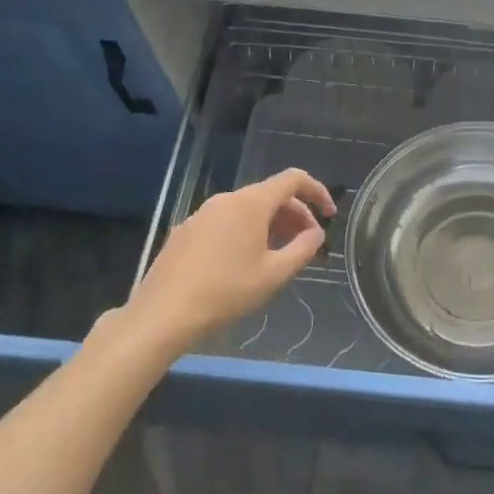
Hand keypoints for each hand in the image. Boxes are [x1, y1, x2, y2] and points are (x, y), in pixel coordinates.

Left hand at [121, 169, 334, 352]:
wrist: (164, 313)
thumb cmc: (226, 291)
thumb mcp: (275, 274)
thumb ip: (303, 248)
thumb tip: (316, 233)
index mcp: (251, 203)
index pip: (293, 179)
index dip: (317, 191)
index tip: (329, 214)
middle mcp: (226, 199)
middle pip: (270, 194)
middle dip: (295, 213)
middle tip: (308, 242)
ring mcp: (202, 213)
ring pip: (247, 209)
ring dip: (271, 224)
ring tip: (279, 253)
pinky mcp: (186, 231)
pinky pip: (226, 221)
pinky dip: (246, 231)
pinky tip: (245, 261)